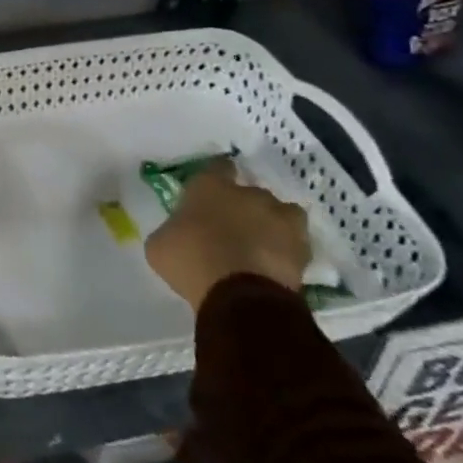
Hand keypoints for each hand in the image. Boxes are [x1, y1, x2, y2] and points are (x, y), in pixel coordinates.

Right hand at [144, 164, 309, 312]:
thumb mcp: (160, 245)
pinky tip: (276, 264)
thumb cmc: (190, 260)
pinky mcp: (302, 249)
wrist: (239, 295)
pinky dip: (287, 251)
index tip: (212, 192)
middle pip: (250, 192)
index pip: (217, 167)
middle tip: (233, 228)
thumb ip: (172, 231)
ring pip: (281, 213)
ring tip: (262, 246)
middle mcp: (248, 193)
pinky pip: (296, 243)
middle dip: (244, 206)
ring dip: (272, 225)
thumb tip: (176, 234)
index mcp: (210, 185)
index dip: (216, 178)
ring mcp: (279, 219)